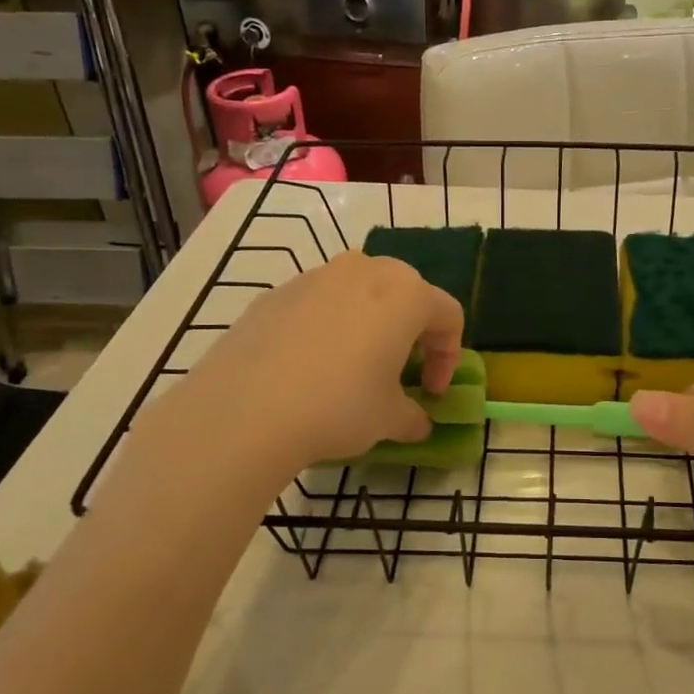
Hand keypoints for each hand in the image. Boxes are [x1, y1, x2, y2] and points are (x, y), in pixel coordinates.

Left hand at [144, 251, 462, 484]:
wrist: (245, 409)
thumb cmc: (339, 407)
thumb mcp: (389, 419)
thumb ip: (414, 416)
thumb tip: (417, 422)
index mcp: (407, 294)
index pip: (448, 316)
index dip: (448, 357)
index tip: (432, 392)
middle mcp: (366, 271)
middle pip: (406, 293)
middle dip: (411, 331)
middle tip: (401, 370)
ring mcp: (317, 276)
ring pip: (360, 292)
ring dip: (369, 323)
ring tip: (354, 365)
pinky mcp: (277, 292)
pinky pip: (319, 303)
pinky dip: (327, 326)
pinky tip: (310, 366)